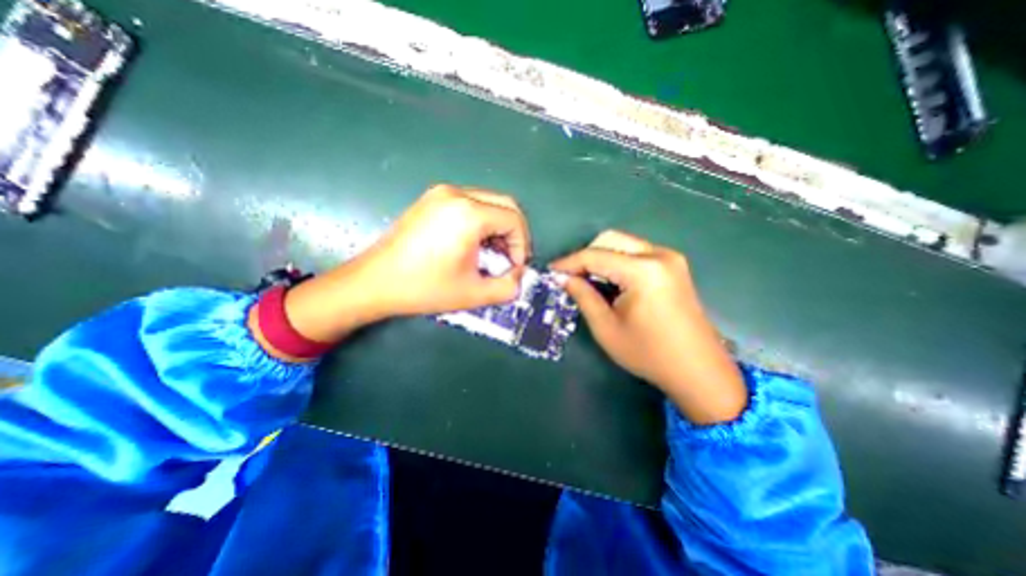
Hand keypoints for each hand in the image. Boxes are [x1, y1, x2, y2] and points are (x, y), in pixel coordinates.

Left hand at [261, 186, 532, 352]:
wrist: (374, 282)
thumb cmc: (424, 288)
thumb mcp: (473, 294)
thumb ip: (508, 287)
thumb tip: (519, 276)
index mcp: (468, 214)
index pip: (514, 219)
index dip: (522, 245)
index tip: (515, 267)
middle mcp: (457, 194)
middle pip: (505, 204)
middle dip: (513, 234)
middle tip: (508, 259)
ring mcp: (441, 193)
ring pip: (488, 203)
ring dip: (497, 228)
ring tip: (490, 255)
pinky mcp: (431, 199)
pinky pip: (470, 204)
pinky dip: (481, 222)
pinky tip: (472, 245)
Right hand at [554, 231, 747, 424]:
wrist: (699, 371)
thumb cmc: (649, 354)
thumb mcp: (606, 328)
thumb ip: (583, 296)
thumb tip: (564, 278)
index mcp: (643, 271)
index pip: (595, 255)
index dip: (569, 262)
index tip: (551, 271)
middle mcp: (659, 255)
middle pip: (611, 240)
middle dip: (586, 255)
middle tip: (570, 276)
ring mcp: (670, 259)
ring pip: (624, 244)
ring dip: (601, 257)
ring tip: (586, 279)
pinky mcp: (674, 267)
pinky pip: (637, 253)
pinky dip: (617, 262)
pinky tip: (609, 281)